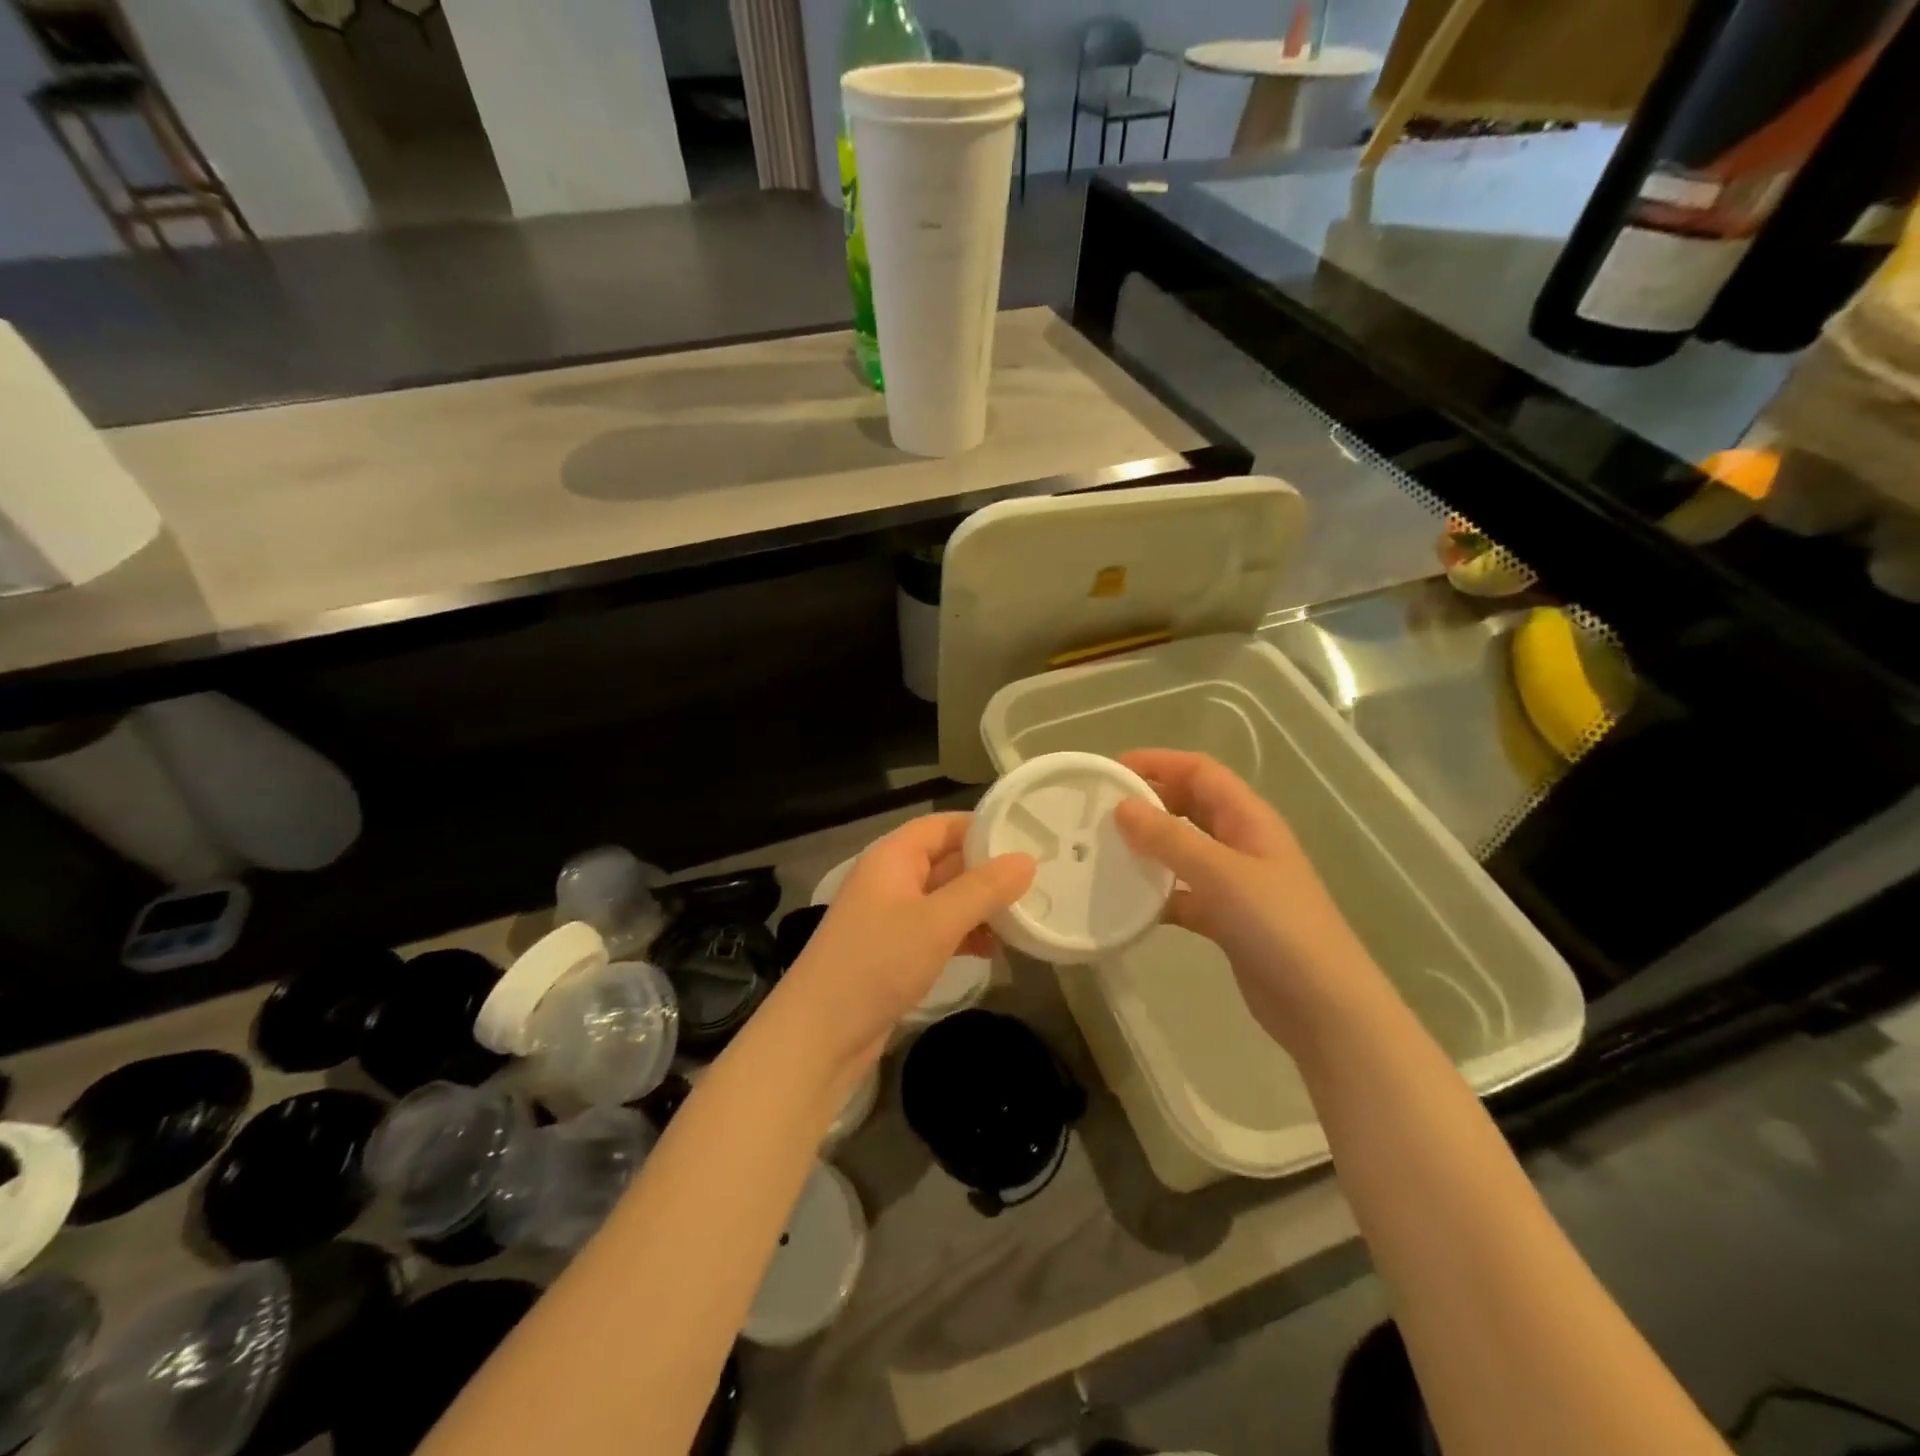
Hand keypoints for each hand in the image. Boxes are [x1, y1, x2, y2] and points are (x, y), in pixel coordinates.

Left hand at [780, 813, 1033, 1064]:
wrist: (819, 1035)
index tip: (1028, 835)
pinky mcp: (893, 951)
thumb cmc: (877, 963)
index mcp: (893, 856)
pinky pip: (936, 930)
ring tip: (1025, 917)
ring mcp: (890, 916)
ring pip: (944, 898)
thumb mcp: (937, 922)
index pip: (943, 825)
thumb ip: (984, 889)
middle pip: (946, 860)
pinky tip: (993, 950)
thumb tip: (1027, 860)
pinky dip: (964, 934)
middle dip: (987, 870)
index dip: (982, 826)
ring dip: (979, 906)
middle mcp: (890, 879)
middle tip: (1039, 879)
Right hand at [1113, 750, 1381, 1051]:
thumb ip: (1169, 839)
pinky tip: (1126, 903)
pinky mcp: (1226, 919)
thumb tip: (1122, 806)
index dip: (1159, 762)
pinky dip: (1157, 894)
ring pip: (1184, 850)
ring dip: (1150, 846)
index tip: (1111, 769)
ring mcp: (1235, 883)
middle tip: (1101, 810)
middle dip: (1150, 801)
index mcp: (1249, 819)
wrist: (1322, 1006)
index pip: (1200, 772)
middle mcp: (1242, 843)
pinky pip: (1183, 893)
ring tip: (1104, 849)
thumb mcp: (1220, 874)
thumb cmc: (1277, 926)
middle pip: (1191, 805)